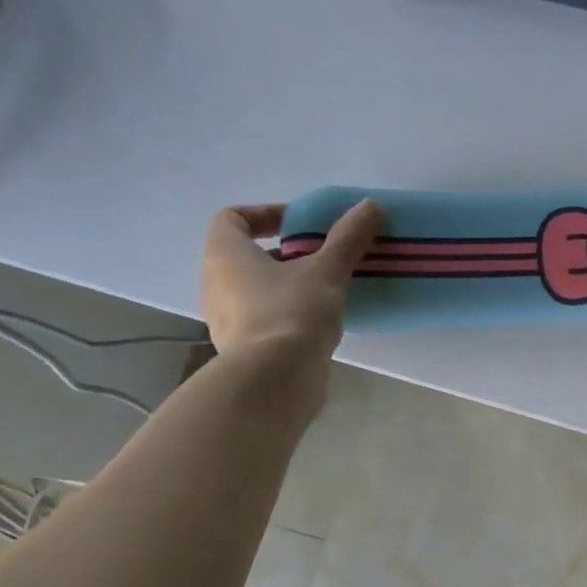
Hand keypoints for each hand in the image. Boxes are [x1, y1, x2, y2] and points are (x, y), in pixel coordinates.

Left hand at [201, 199, 383, 371]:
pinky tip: (318, 324)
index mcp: (224, 254)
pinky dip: (286, 314)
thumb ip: (348, 238)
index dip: (265, 213)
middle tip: (320, 258)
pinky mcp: (242, 349)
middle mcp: (215, 283)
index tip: (301, 225)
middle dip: (283, 253)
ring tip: (325, 292)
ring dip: (286, 285)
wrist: (274, 381)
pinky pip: (263, 319)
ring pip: (254, 289)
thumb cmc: (292, 314)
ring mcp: (225, 319)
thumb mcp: (326, 271)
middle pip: (245, 255)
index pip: (232, 217)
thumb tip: (371, 205)